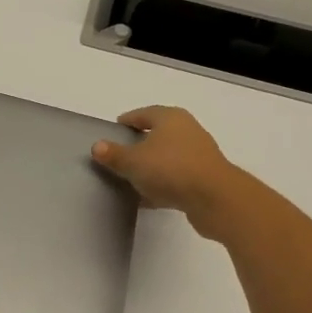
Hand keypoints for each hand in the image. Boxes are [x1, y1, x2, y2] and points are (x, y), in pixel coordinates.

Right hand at [92, 106, 237, 232]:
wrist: (214, 198)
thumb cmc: (170, 169)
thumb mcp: (133, 161)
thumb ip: (114, 154)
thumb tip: (97, 146)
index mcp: (170, 118)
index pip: (143, 114)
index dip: (127, 121)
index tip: (113, 131)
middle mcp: (187, 131)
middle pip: (157, 135)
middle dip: (138, 144)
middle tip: (118, 155)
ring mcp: (198, 155)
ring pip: (167, 158)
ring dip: (151, 167)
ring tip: (130, 178)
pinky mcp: (203, 178)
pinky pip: (175, 178)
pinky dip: (161, 184)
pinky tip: (147, 198)